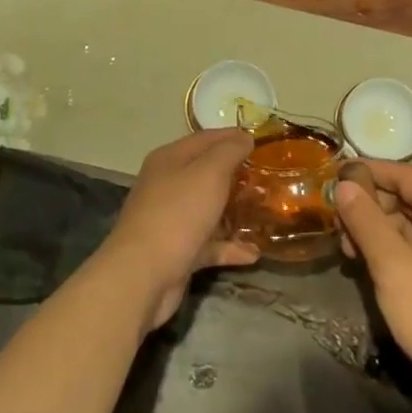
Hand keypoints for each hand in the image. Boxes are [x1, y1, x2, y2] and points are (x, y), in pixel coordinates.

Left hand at [98, 128, 259, 330]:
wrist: (142, 275)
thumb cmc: (178, 214)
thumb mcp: (209, 173)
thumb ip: (229, 152)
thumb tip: (244, 137)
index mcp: (170, 159)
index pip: (206, 138)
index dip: (234, 137)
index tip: (264, 143)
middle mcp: (168, 185)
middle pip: (207, 174)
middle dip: (237, 175)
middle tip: (269, 178)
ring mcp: (172, 220)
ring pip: (209, 209)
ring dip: (236, 212)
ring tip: (266, 213)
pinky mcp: (178, 251)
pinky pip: (209, 244)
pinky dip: (229, 247)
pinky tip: (254, 254)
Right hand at [334, 160, 411, 412]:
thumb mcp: (393, 265)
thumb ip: (366, 221)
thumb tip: (344, 185)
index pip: (402, 173)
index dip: (367, 172)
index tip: (332, 178)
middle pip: (404, 197)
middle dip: (368, 206)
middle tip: (334, 224)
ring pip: (407, 224)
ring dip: (375, 231)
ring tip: (346, 251)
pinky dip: (389, 250)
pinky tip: (366, 266)